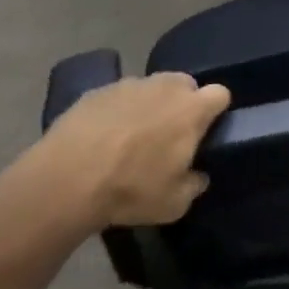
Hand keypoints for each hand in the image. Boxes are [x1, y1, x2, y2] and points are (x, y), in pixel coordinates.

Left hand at [39, 73, 231, 226]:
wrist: (68, 179)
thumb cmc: (131, 189)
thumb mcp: (174, 204)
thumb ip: (194, 185)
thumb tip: (197, 175)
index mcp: (192, 110)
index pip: (220, 94)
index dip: (216, 110)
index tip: (206, 130)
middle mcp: (165, 87)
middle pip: (186, 84)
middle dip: (183, 102)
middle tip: (170, 133)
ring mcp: (130, 84)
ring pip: (151, 87)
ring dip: (150, 104)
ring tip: (132, 135)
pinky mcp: (99, 90)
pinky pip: (118, 95)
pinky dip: (117, 110)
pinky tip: (102, 135)